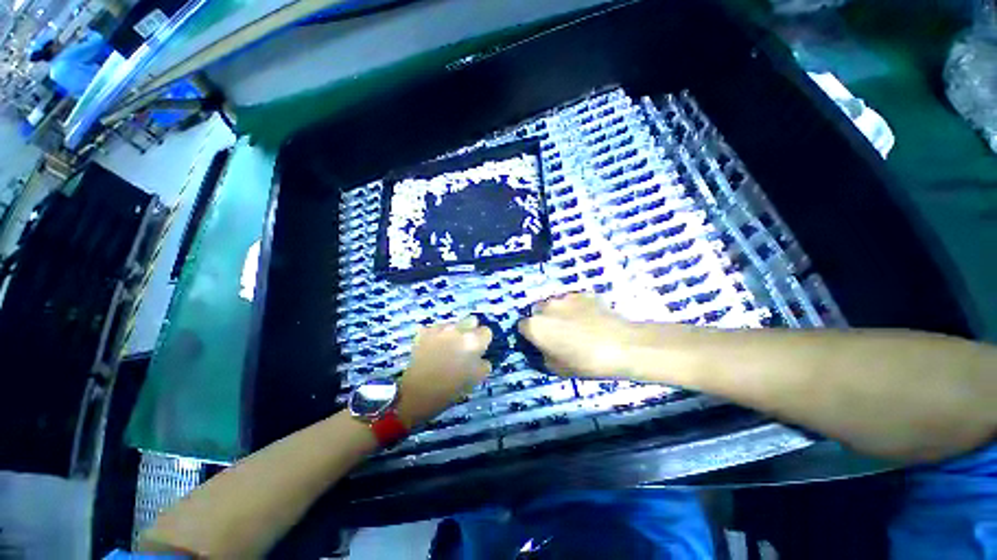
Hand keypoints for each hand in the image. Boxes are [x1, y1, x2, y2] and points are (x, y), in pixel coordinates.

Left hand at [396, 317, 492, 426]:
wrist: (417, 393)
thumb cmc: (451, 388)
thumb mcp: (476, 379)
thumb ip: (483, 363)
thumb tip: (481, 357)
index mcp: (473, 341)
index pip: (486, 331)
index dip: (483, 342)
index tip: (479, 351)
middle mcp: (458, 329)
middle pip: (471, 321)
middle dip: (471, 331)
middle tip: (465, 347)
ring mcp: (439, 329)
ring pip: (453, 324)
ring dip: (454, 334)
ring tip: (447, 350)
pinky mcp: (424, 332)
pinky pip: (436, 329)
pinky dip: (437, 336)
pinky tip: (433, 349)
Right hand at [518, 292, 640, 377]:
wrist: (622, 345)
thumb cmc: (586, 362)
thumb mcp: (558, 369)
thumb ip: (544, 355)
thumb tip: (545, 348)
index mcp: (535, 326)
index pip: (522, 326)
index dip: (530, 335)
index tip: (540, 342)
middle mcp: (546, 307)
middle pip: (537, 311)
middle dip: (543, 321)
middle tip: (558, 334)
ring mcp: (565, 297)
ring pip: (555, 304)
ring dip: (559, 313)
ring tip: (576, 325)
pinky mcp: (583, 293)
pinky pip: (573, 300)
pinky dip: (576, 308)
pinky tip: (590, 319)